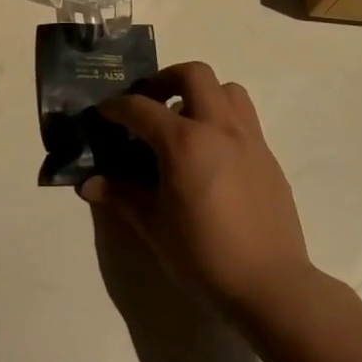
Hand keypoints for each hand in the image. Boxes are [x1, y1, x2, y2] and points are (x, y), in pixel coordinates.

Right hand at [80, 62, 310, 311]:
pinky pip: (244, 119)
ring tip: (185, 122)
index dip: (116, 107)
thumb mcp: (153, 226)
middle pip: (194, 74)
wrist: (271, 286)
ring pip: (227, 89)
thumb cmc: (204, 256)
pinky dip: (222, 121)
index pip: (140, 108)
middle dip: (165, 80)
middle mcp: (218, 128)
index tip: (103, 113)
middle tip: (150, 103)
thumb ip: (121, 197)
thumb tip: (90, 184)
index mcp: (184, 143)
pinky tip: (211, 156)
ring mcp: (249, 140)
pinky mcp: (268, 157)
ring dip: (202, 94)